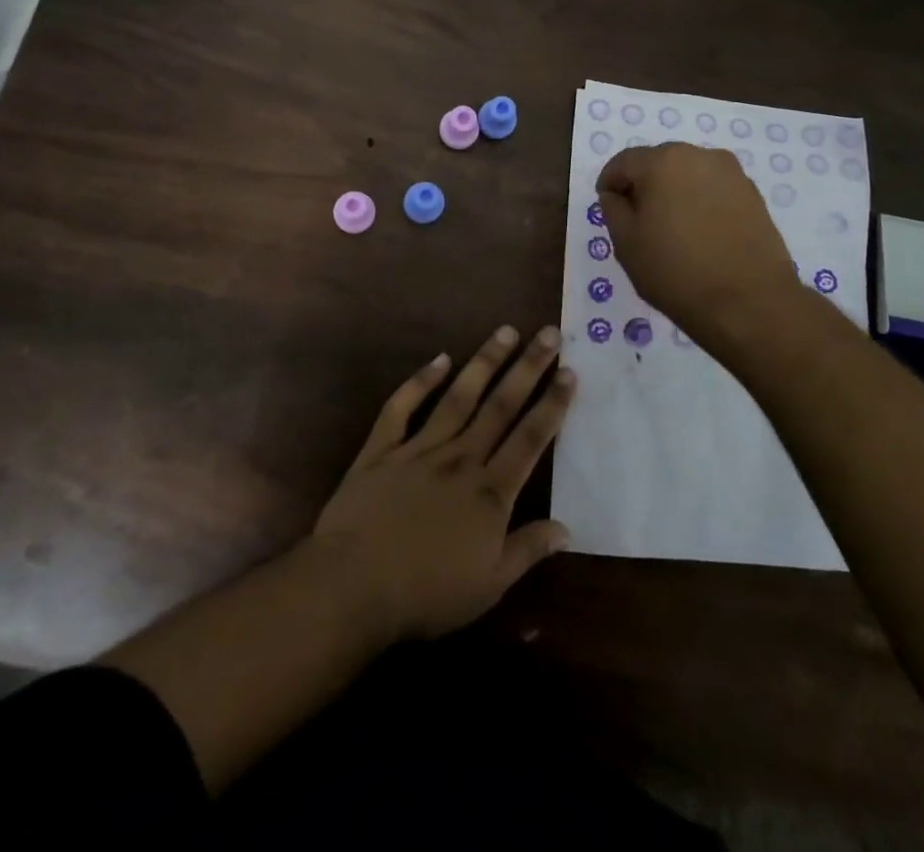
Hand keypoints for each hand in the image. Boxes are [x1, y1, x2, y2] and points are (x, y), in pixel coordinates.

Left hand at [310, 325, 574, 644]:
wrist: (353, 585)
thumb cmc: (426, 593)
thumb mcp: (489, 585)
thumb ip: (528, 551)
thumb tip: (567, 529)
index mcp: (489, 491)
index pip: (530, 438)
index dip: (552, 404)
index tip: (569, 371)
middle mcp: (460, 458)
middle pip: (500, 406)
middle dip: (528, 368)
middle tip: (548, 333)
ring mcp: (419, 448)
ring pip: (459, 396)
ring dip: (484, 362)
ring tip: (505, 331)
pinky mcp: (382, 448)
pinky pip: (402, 407)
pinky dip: (419, 381)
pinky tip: (438, 359)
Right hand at [597, 142, 800, 335]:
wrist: (749, 303)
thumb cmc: (676, 272)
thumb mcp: (626, 243)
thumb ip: (613, 208)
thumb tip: (616, 194)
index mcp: (662, 161)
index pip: (623, 162)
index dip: (610, 183)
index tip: (608, 207)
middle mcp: (699, 155)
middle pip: (658, 163)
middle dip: (644, 186)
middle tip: (639, 221)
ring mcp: (732, 173)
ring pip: (688, 175)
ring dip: (674, 193)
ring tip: (672, 229)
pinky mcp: (753, 194)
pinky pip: (714, 189)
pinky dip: (700, 203)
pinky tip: (700, 234)